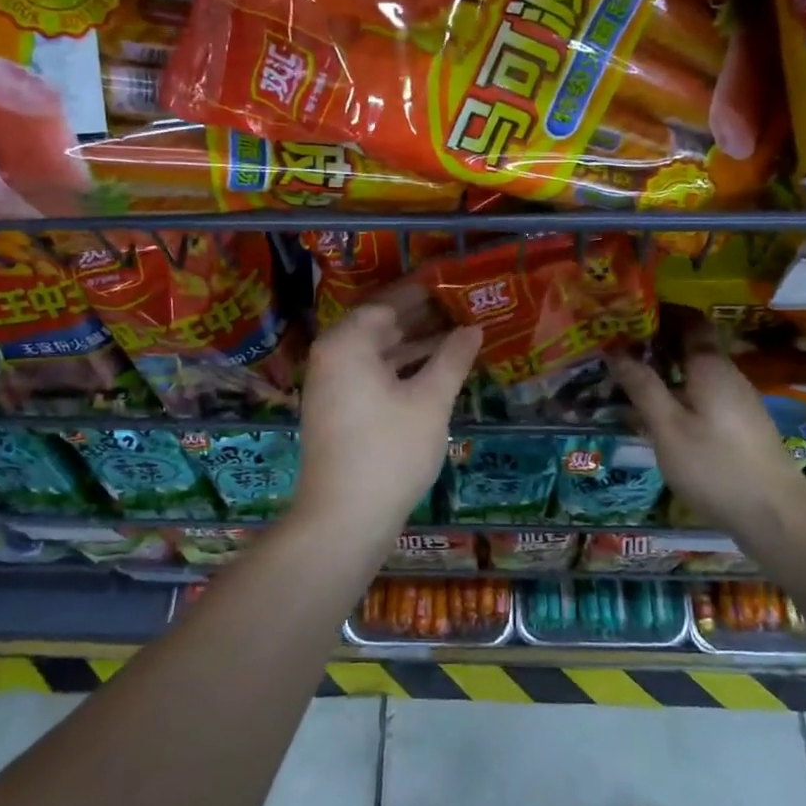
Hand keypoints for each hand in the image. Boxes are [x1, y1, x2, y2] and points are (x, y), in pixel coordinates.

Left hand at [297, 284, 481, 536]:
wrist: (343, 519)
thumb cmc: (390, 451)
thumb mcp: (430, 401)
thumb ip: (452, 359)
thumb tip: (474, 328)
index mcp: (347, 343)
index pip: (386, 303)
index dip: (421, 294)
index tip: (452, 285)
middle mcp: (332, 357)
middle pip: (379, 326)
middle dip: (420, 318)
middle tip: (460, 308)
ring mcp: (331, 387)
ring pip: (377, 353)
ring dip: (413, 345)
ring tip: (456, 336)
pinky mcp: (338, 412)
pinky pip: (371, 375)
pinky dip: (400, 369)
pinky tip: (433, 373)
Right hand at [611, 318, 805, 534]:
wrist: (776, 517)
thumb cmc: (715, 466)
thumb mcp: (668, 428)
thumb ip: (642, 387)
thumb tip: (615, 349)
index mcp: (710, 365)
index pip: (688, 319)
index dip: (659, 312)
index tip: (626, 314)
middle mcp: (727, 374)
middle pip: (690, 345)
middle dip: (654, 343)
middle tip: (615, 349)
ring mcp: (737, 401)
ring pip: (695, 373)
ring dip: (664, 371)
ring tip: (626, 381)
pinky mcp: (740, 425)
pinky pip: (702, 395)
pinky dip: (677, 394)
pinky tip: (655, 415)